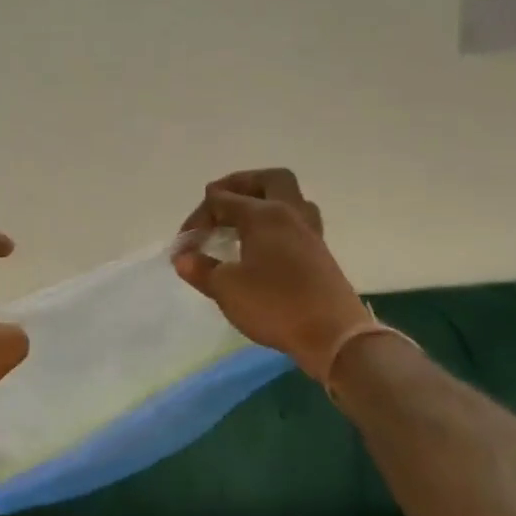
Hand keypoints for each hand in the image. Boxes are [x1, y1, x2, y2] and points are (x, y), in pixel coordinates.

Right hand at [174, 169, 371, 381]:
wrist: (333, 335)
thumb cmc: (274, 305)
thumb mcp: (226, 288)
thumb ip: (201, 269)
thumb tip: (183, 258)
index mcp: (264, 215)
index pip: (222, 201)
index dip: (197, 218)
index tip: (183, 246)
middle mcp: (290, 214)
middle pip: (269, 180)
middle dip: (240, 185)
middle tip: (220, 201)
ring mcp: (309, 233)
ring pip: (288, 199)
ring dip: (262, 201)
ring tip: (241, 221)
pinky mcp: (319, 253)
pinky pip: (295, 222)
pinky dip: (275, 223)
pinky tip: (261, 245)